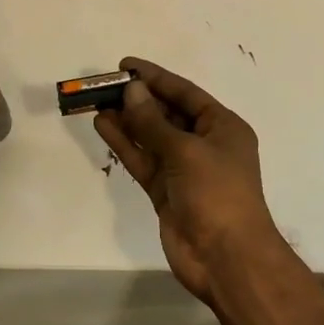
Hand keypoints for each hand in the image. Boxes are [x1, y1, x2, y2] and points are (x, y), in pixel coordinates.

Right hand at [94, 57, 280, 304]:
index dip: (155, 77)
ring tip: (96, 102)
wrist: (227, 260)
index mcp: (222, 127)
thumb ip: (153, 121)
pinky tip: (103, 127)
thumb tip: (131, 89)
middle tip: (104, 85)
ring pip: (151, 137)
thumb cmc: (217, 194)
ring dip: (127, 120)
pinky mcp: (166, 191)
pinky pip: (143, 160)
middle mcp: (204, 144)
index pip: (185, 93)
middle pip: (166, 113)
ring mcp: (183, 169)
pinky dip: (124, 144)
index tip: (125, 65)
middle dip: (138, 99)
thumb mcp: (186, 151)